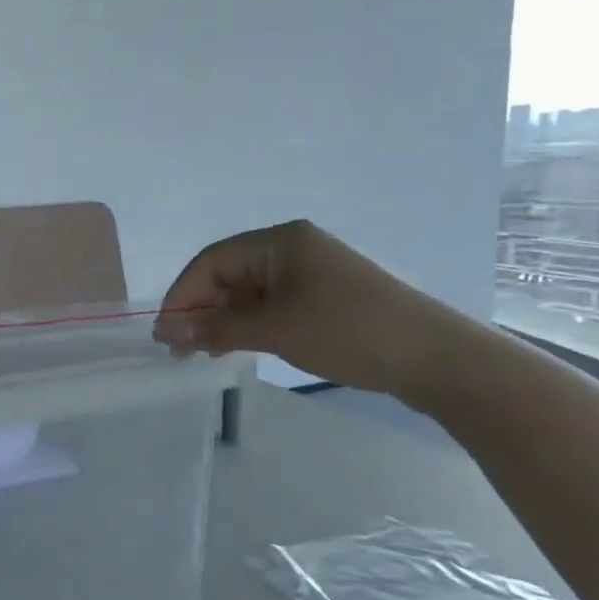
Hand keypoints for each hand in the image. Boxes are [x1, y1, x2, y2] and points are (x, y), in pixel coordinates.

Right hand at [154, 220, 463, 398]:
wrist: (434, 358)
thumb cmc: (347, 331)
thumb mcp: (275, 330)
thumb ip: (217, 329)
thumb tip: (170, 331)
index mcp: (280, 241)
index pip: (212, 261)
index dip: (182, 294)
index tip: (163, 332)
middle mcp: (293, 249)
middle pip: (228, 274)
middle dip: (200, 309)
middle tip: (178, 349)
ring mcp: (311, 274)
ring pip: (248, 293)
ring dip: (221, 320)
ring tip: (201, 353)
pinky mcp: (324, 299)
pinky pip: (271, 306)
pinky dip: (248, 325)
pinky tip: (235, 348)